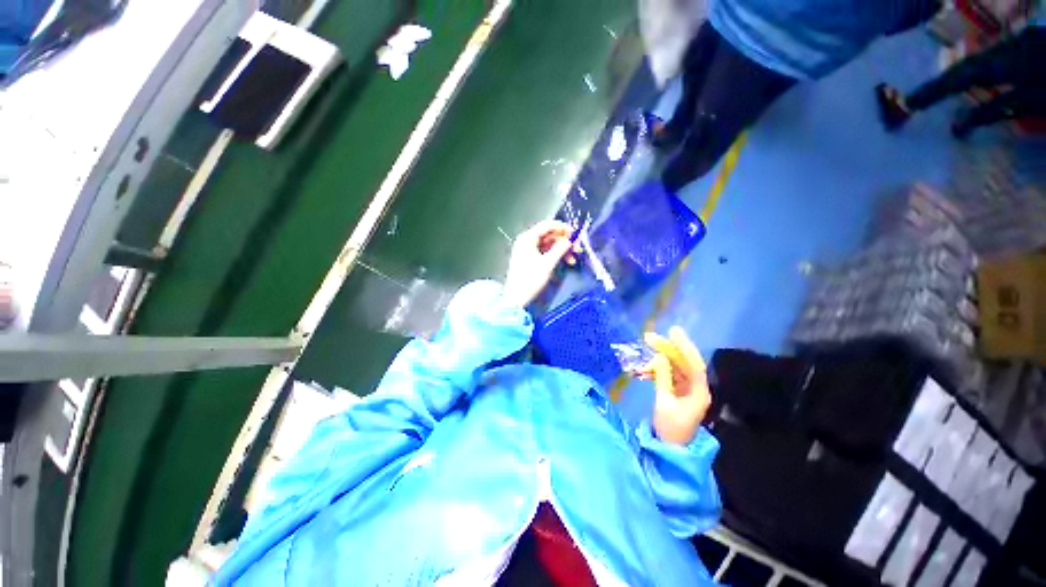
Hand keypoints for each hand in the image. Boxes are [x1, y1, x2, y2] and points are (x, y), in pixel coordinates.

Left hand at [503, 220, 578, 308]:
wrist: (517, 298)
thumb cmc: (530, 279)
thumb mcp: (547, 263)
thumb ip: (560, 249)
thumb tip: (569, 240)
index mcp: (527, 238)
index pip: (547, 225)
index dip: (563, 228)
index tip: (576, 234)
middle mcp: (526, 241)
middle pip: (549, 235)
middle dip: (564, 241)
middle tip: (578, 248)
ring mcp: (527, 250)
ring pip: (549, 244)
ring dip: (562, 249)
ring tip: (573, 258)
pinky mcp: (530, 258)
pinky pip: (545, 252)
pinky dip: (555, 255)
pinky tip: (565, 261)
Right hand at [639, 327, 711, 445]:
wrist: (670, 449)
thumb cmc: (669, 428)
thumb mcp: (663, 401)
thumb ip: (662, 377)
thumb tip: (660, 358)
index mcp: (698, 392)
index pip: (694, 364)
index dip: (684, 346)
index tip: (672, 332)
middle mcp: (696, 388)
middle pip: (683, 363)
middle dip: (666, 350)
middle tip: (648, 338)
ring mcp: (688, 390)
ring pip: (674, 368)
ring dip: (658, 362)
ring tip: (640, 362)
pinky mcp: (679, 392)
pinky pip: (668, 376)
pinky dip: (656, 372)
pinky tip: (642, 372)